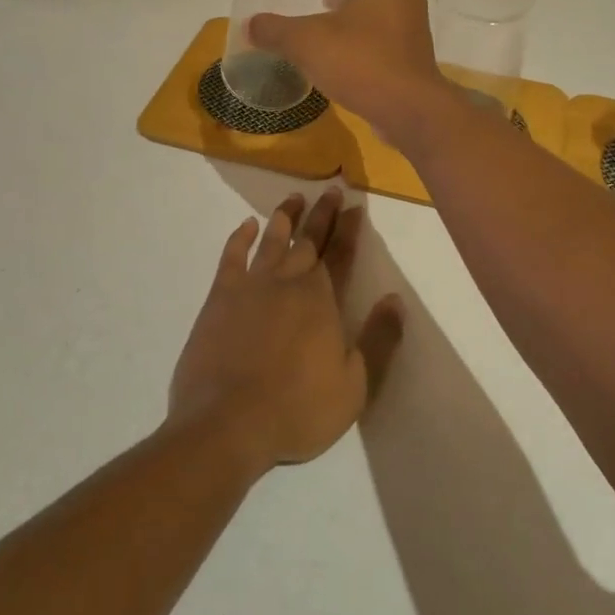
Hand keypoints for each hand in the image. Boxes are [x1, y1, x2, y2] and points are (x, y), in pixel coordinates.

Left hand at [169, 188, 403, 468]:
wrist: (226, 424)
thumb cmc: (297, 409)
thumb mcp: (355, 385)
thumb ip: (378, 339)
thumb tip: (395, 299)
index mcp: (321, 300)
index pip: (340, 255)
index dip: (348, 229)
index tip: (354, 206)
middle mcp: (288, 282)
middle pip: (308, 240)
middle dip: (321, 214)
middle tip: (330, 190)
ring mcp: (250, 287)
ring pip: (272, 241)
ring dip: (284, 217)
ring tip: (293, 198)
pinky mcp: (220, 298)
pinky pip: (232, 257)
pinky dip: (240, 238)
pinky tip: (247, 226)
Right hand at [249, 0, 450, 145]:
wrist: (410, 111)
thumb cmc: (362, 63)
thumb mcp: (307, 43)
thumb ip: (275, 30)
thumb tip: (250, 26)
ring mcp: (410, 28)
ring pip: (378, 3)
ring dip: (351, 4)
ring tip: (322, 14)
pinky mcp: (410, 55)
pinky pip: (383, 30)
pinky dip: (361, 29)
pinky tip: (338, 48)